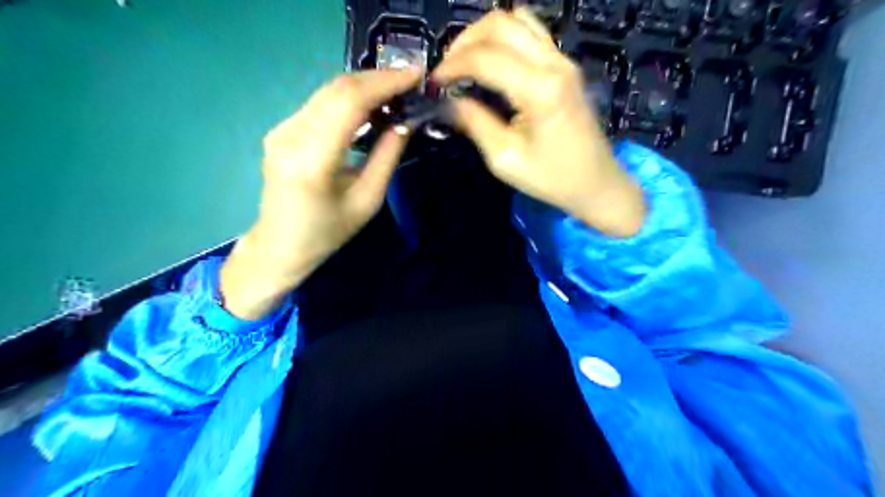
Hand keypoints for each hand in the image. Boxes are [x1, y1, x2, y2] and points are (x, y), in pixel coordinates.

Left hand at [217, 70, 419, 320]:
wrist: (280, 246)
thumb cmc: (328, 233)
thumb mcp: (367, 201)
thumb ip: (386, 158)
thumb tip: (405, 122)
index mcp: (311, 160)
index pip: (349, 103)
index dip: (384, 84)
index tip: (415, 75)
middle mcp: (289, 135)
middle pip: (336, 89)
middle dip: (377, 79)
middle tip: (410, 82)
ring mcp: (280, 130)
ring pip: (327, 92)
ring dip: (364, 87)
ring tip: (395, 94)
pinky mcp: (281, 130)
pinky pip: (319, 104)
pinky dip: (348, 99)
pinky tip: (368, 108)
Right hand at [435, 8, 647, 237]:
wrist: (596, 183)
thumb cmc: (552, 179)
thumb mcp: (505, 159)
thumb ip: (475, 123)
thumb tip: (448, 102)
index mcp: (540, 89)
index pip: (485, 58)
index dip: (453, 66)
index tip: (434, 83)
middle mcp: (554, 63)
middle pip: (500, 24)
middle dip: (464, 42)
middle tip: (447, 70)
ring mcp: (563, 60)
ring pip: (517, 20)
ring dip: (484, 34)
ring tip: (465, 61)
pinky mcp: (565, 65)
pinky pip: (531, 32)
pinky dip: (504, 37)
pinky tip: (491, 60)